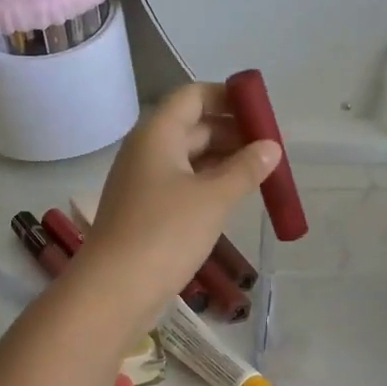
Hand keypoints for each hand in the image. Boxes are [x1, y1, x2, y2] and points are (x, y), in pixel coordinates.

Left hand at [76, 83, 280, 319]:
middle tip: (271, 150)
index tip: (262, 114)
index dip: (228, 97)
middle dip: (233, 132)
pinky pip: (182, 183)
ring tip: (262, 174)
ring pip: (189, 157)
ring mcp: (143, 181)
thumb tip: (271, 147)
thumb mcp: (214, 199)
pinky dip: (209, 184)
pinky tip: (234, 198)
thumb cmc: (165, 233)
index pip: (193, 96)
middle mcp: (147, 150)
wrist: (114, 289)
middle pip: (193, 125)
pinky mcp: (145, 210)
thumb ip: (246, 169)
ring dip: (224, 160)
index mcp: (157, 133)